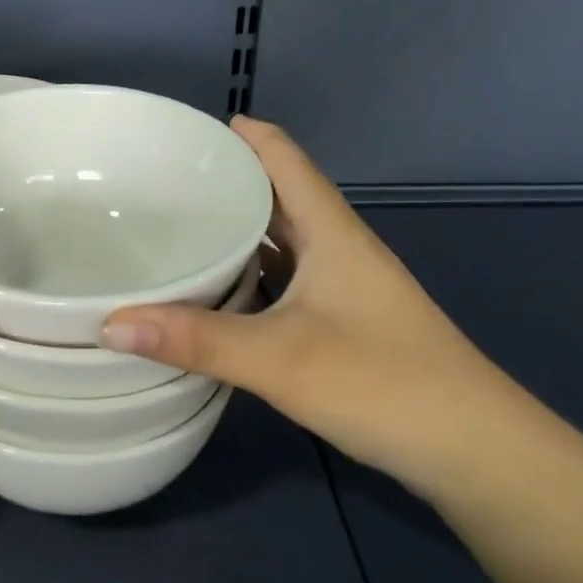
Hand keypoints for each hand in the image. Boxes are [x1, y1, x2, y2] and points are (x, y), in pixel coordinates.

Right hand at [100, 117, 530, 493]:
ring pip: (280, 243)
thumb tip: (108, 323)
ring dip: (235, 231)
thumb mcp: (279, 358)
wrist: (474, 451)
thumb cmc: (383, 384)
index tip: (182, 130)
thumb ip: (195, 339)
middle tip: (157, 184)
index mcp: (331, 232)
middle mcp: (338, 249)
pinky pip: (283, 282)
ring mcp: (343, 289)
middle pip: (277, 196)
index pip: (283, 157)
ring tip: (175, 231)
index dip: (240, 135)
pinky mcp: (343, 325)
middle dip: (224, 182)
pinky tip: (214, 294)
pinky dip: (247, 277)